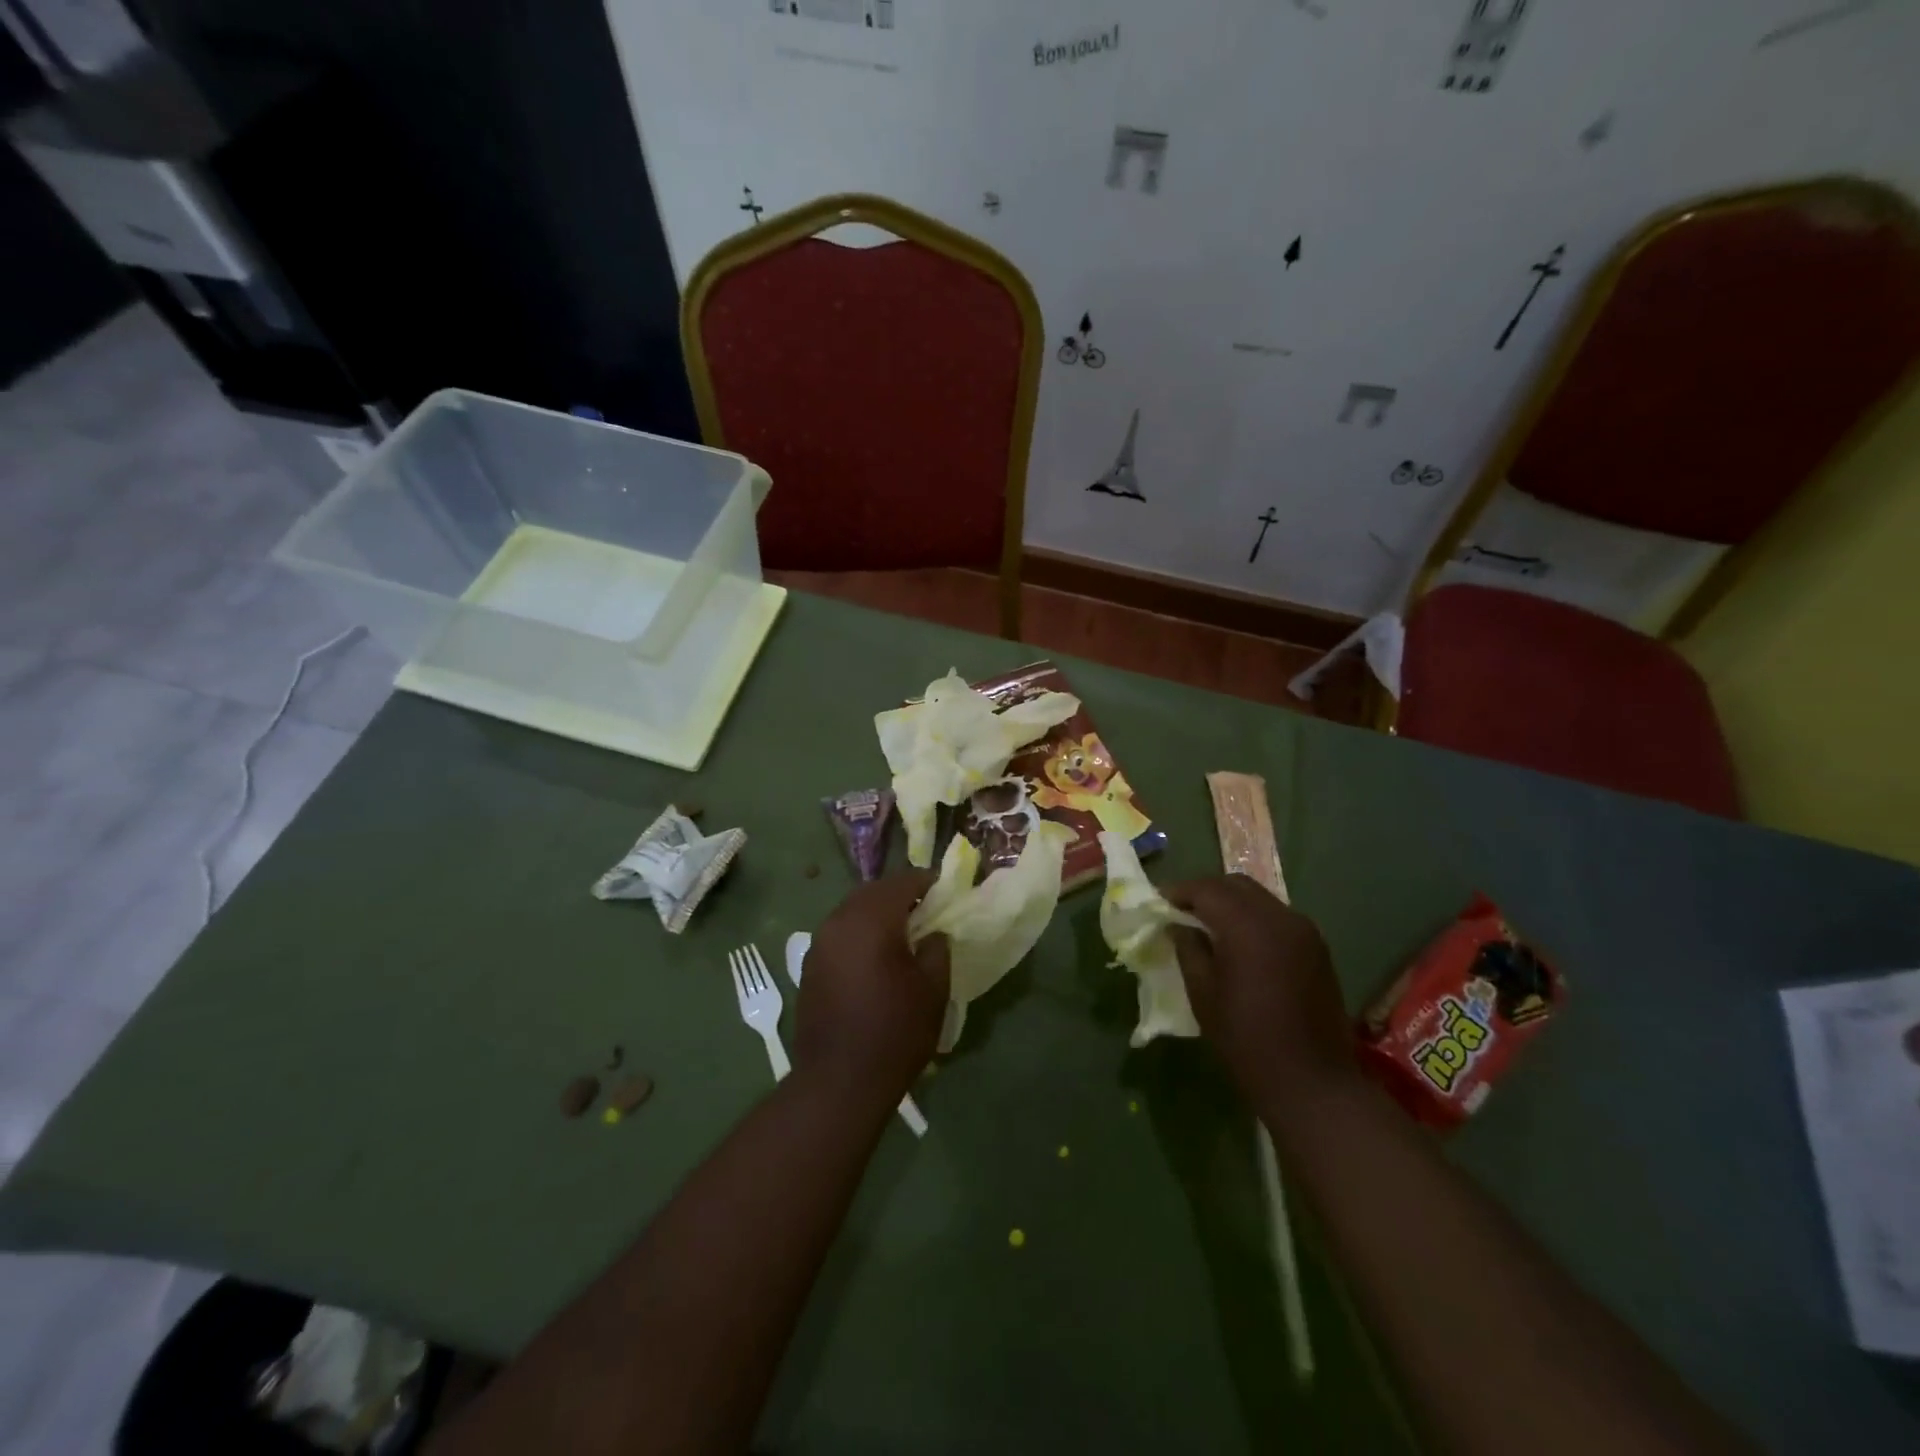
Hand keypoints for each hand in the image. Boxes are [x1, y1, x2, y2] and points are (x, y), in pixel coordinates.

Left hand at [794, 872, 949, 1107]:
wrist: (839, 1083)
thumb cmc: (894, 1032)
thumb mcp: (932, 989)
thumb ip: (937, 948)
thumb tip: (933, 933)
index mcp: (871, 919)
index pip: (902, 882)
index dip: (927, 882)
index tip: (946, 891)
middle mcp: (838, 921)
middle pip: (873, 892)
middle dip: (900, 895)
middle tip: (926, 910)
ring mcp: (819, 943)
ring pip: (852, 911)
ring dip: (877, 913)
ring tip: (903, 933)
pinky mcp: (810, 966)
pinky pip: (839, 934)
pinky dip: (860, 933)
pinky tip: (876, 957)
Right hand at [1165, 876, 1358, 1112]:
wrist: (1312, 1082)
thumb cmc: (1246, 1040)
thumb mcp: (1203, 994)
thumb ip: (1188, 949)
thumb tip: (1177, 926)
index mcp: (1248, 927)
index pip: (1207, 889)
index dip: (1179, 891)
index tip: (1157, 902)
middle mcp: (1280, 917)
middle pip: (1235, 884)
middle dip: (1205, 891)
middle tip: (1180, 910)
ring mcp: (1304, 930)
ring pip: (1258, 897)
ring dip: (1230, 902)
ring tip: (1206, 924)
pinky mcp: (1316, 947)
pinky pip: (1276, 916)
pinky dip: (1252, 917)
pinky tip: (1238, 941)